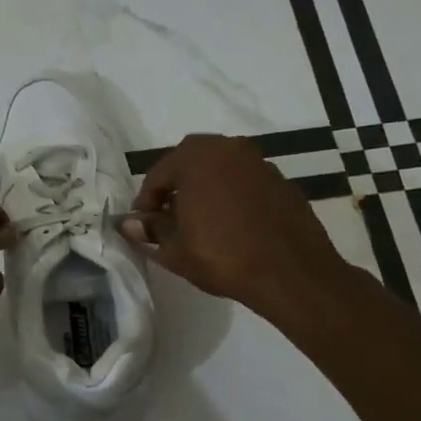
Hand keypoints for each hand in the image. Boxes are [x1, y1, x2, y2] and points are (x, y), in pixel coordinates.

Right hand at [124, 134, 348, 319]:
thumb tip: (129, 224)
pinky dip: (232, 194)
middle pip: (190, 163)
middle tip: (168, 218)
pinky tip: (232, 223)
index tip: (142, 224)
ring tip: (200, 221)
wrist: (291, 272)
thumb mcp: (175, 249)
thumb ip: (151, 230)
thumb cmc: (223, 256)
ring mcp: (259, 161)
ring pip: (220, 169)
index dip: (145, 201)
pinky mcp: (281, 180)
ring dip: (205, 188)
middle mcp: (228, 148)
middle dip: (175, 187)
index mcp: (196, 157)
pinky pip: (245, 181)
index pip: (158, 174)